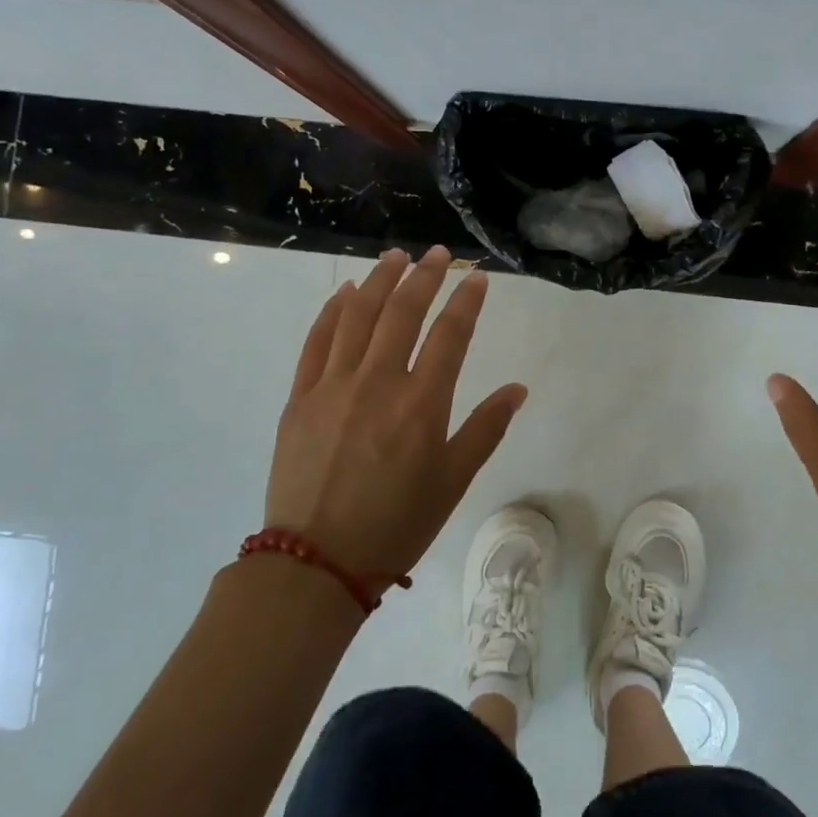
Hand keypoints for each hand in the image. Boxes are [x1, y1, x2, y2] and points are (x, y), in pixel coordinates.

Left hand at [264, 247, 526, 578]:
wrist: (316, 561)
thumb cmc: (396, 525)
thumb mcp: (452, 482)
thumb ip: (485, 429)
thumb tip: (517, 389)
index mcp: (421, 404)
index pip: (450, 335)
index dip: (466, 301)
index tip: (477, 277)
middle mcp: (378, 382)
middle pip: (403, 312)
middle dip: (424, 276)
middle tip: (438, 254)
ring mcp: (333, 386)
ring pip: (358, 316)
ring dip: (378, 280)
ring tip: (395, 257)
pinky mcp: (300, 397)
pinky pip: (317, 341)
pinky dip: (332, 311)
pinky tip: (345, 293)